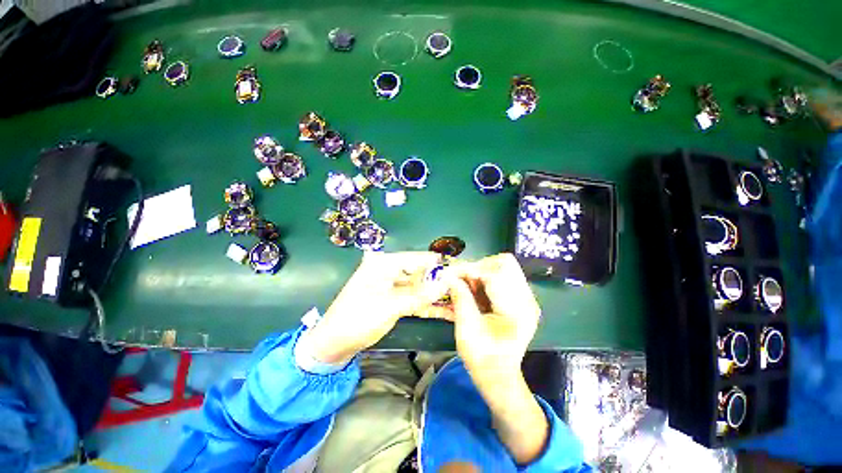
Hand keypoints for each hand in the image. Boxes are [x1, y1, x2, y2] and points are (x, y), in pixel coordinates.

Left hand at [298, 251, 447, 363]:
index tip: (460, 269)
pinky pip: (415, 299)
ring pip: (420, 287)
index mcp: (384, 264)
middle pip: (421, 273)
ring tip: (460, 298)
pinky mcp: (395, 300)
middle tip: (464, 286)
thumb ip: (420, 294)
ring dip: (437, 295)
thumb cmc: (357, 319)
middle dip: (441, 281)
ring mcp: (393, 286)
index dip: (438, 264)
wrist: (333, 345)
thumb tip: (447, 281)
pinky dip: (428, 305)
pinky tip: (446, 310)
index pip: (417, 258)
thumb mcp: (389, 306)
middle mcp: (389, 270)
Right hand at [443, 253, 547, 464]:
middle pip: (504, 263)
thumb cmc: (482, 358)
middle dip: (478, 268)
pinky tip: (473, 291)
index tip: (452, 274)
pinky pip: (501, 276)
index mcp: (517, 310)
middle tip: (461, 280)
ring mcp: (525, 298)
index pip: (496, 273)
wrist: (498, 376)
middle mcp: (526, 299)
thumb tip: (449, 275)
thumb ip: (460, 298)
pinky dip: (484, 278)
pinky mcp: (518, 298)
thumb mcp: (467, 330)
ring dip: (480, 272)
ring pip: (502, 266)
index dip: (471, 270)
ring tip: (466, 287)